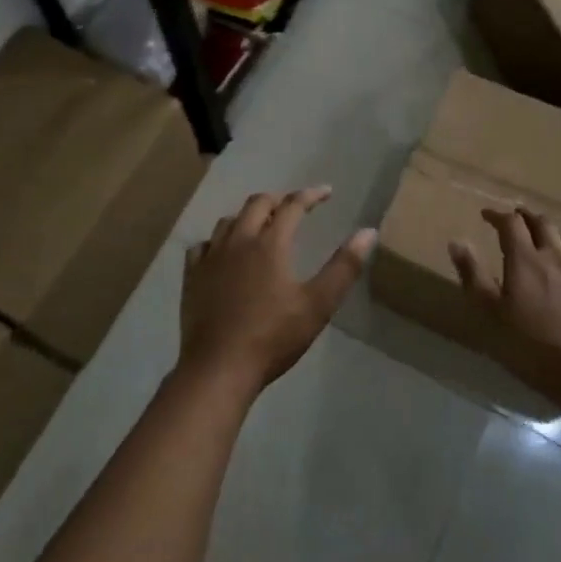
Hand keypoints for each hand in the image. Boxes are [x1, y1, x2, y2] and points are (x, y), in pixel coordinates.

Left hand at [179, 187, 373, 400]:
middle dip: (279, 200)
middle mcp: (239, 240)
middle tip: (294, 207)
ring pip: (229, 220)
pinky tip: (222, 252)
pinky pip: (203, 245)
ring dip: (248, 216)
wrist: (219, 368)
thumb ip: (344, 267)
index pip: (293, 205)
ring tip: (261, 225)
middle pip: (258, 204)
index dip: (311, 195)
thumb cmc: (272, 337)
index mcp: (270, 243)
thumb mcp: (318, 305)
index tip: (326, 192)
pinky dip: (217, 241)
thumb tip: (368, 232)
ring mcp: (211, 257)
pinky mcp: (192, 276)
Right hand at [448, 208, 560, 410]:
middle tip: (514, 219)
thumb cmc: (533, 348)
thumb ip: (473, 276)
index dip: (497, 215)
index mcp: (526, 260)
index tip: (485, 215)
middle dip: (525, 217)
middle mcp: (555, 258)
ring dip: (552, 235)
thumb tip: (457, 241)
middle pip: (542, 224)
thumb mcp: (492, 315)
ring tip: (544, 241)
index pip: (511, 223)